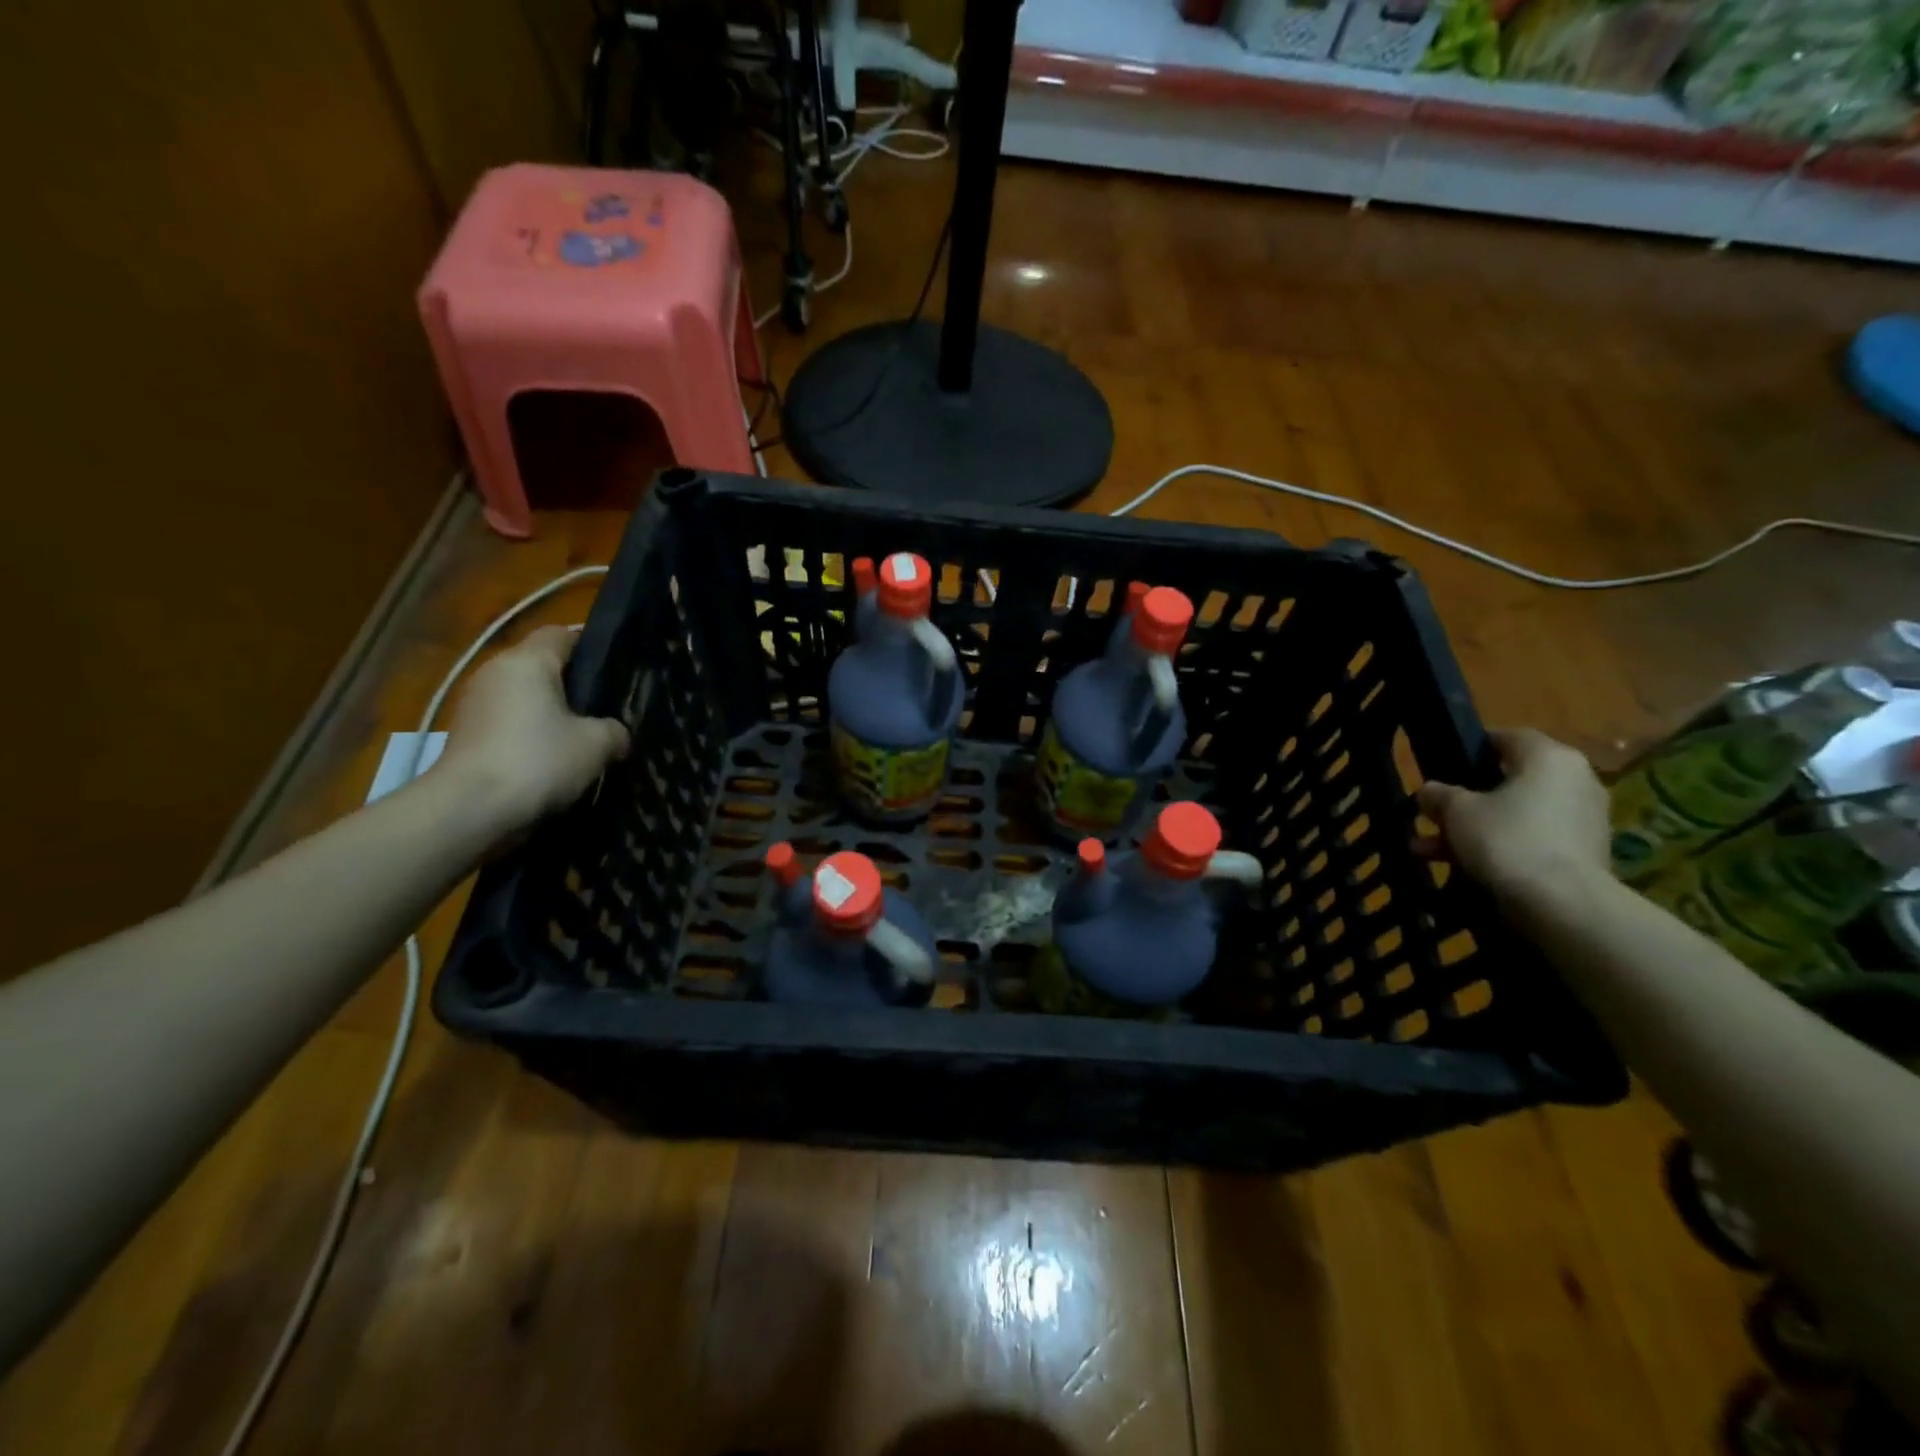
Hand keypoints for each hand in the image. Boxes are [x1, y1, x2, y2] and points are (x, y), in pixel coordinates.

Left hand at [433, 626, 629, 838]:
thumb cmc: (538, 760)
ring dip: (549, 714)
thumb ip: (615, 730)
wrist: (469, 810)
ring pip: (524, 698)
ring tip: (581, 739)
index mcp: (527, 661)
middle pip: (541, 667)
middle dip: (572, 685)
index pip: (562, 634)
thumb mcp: (597, 744)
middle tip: (605, 709)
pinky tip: (552, 761)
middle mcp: (495, 672)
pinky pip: (509, 725)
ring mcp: (474, 705)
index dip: (591, 647)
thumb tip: (616, 734)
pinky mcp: (465, 736)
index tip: (616, 671)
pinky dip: (529, 737)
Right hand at [1413, 728, 1609, 907]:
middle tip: (1431, 816)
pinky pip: (1532, 840)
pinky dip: (1501, 848)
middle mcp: (1576, 781)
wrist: (1562, 903)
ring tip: (1430, 851)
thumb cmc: (1506, 838)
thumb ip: (1438, 795)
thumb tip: (1429, 791)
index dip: (1472, 749)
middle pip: (1510, 782)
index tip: (1444, 767)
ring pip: (1516, 815)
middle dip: (1465, 801)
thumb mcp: (1455, 811)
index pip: (1508, 738)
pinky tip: (1463, 868)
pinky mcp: (1585, 854)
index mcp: (1549, 758)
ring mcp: (1584, 820)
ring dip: (1474, 829)